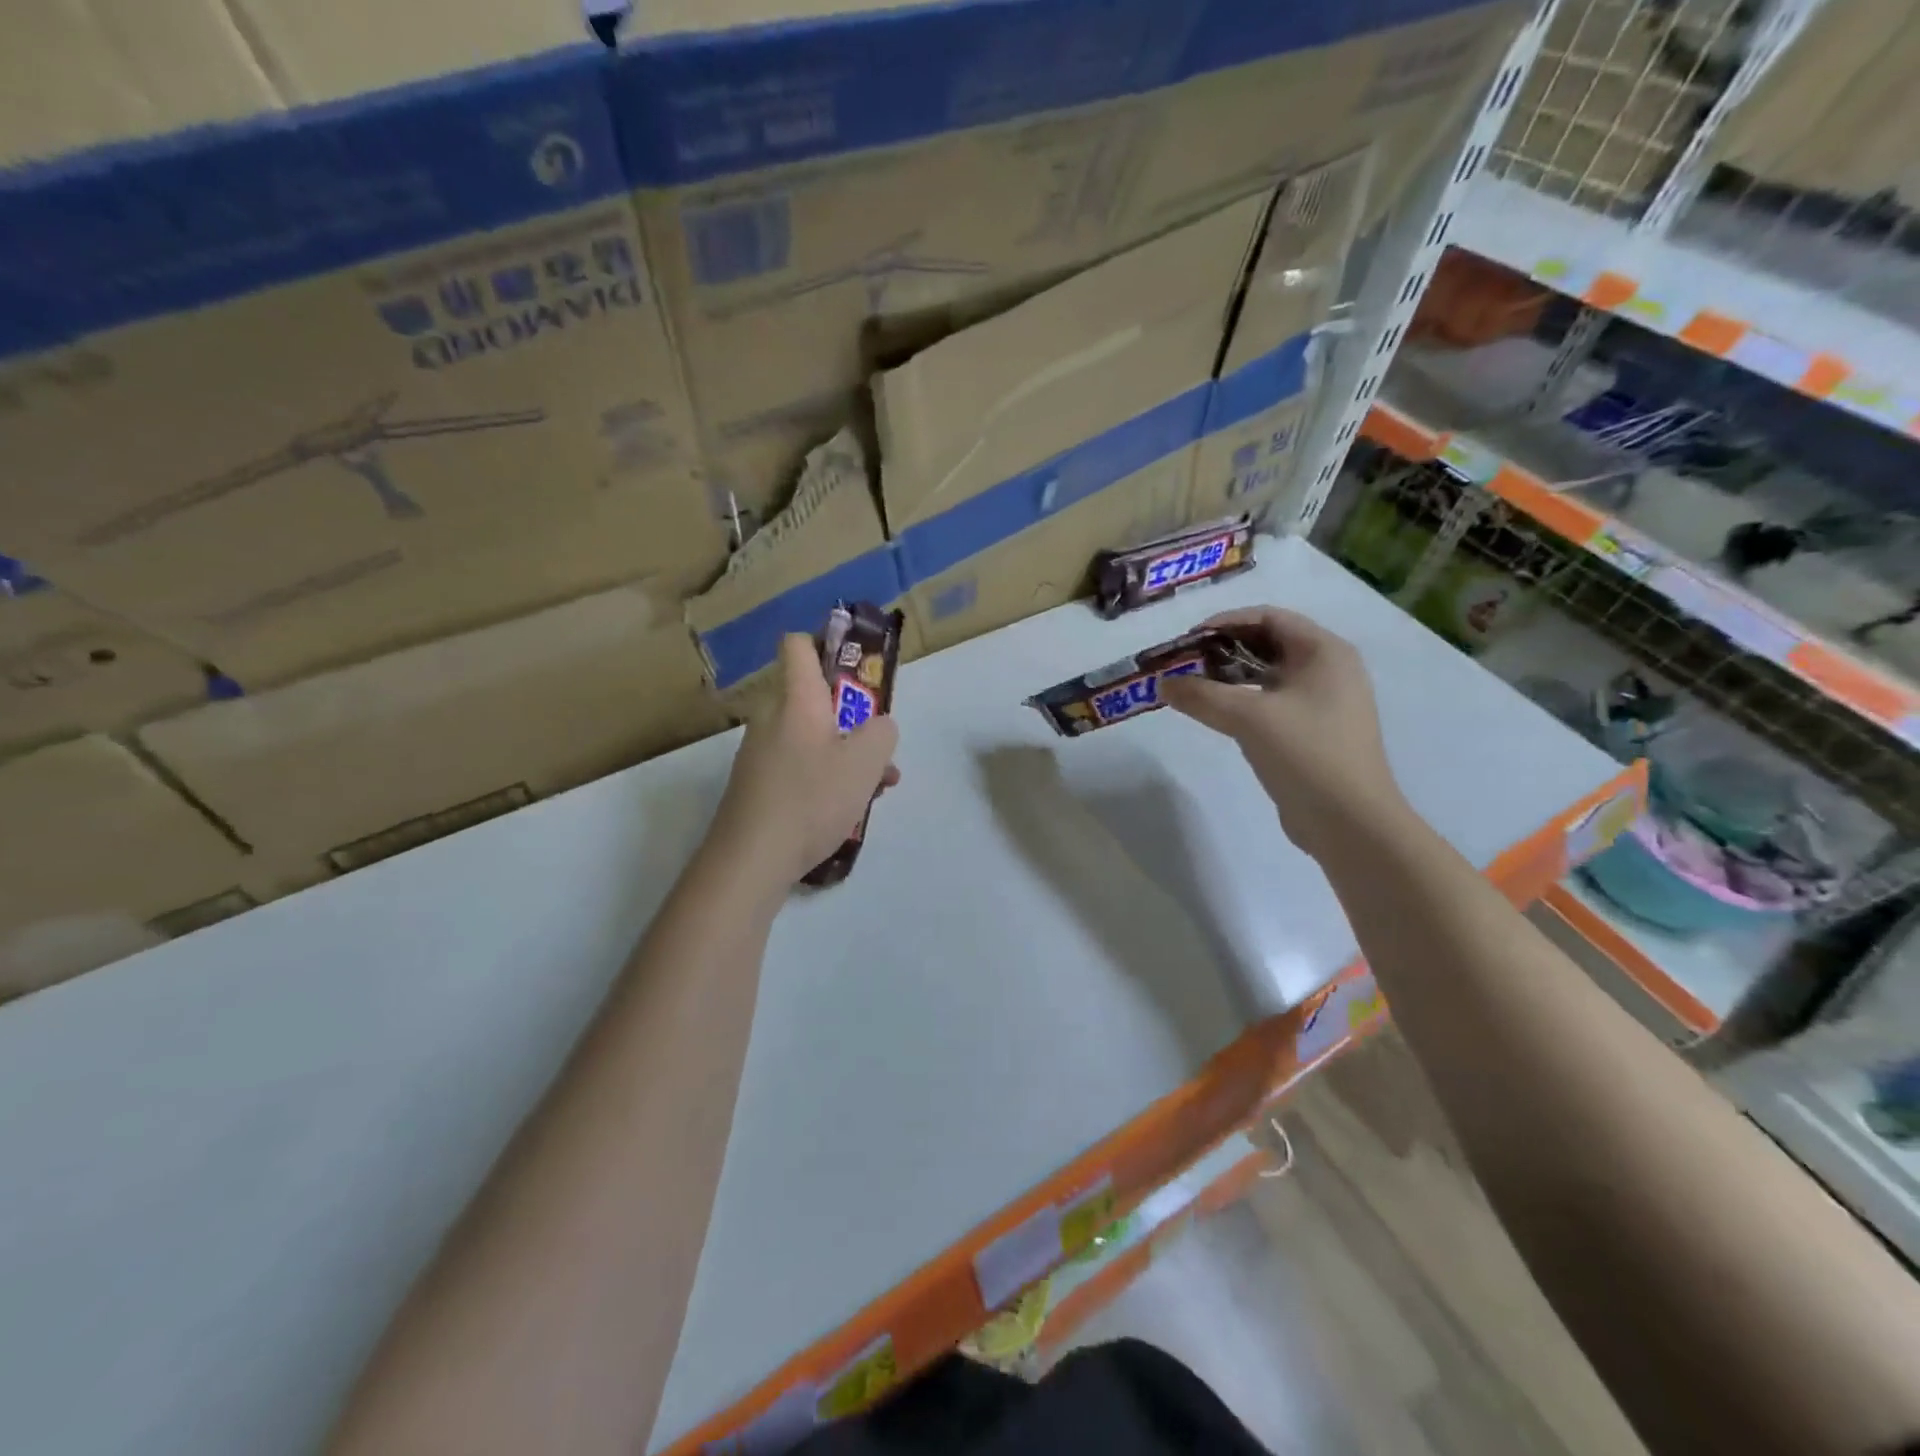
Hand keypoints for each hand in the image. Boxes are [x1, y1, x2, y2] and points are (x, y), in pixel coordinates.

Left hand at [708, 634, 901, 888]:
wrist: (750, 860)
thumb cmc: (811, 798)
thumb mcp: (866, 761)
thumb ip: (882, 732)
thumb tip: (879, 726)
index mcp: (796, 700)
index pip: (799, 646)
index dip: (826, 644)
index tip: (855, 665)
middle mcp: (772, 719)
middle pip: (815, 700)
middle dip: (854, 720)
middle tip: (880, 748)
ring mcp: (760, 754)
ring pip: (812, 739)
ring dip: (846, 755)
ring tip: (878, 787)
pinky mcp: (757, 787)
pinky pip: (799, 767)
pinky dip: (826, 778)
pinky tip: (848, 809)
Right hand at [1161, 608, 1408, 857]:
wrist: (1349, 822)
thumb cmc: (1306, 754)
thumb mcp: (1248, 718)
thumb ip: (1201, 695)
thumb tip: (1163, 683)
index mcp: (1325, 651)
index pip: (1270, 617)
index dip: (1226, 622)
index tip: (1189, 640)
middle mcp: (1330, 669)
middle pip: (1270, 643)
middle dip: (1225, 650)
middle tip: (1186, 664)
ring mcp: (1326, 703)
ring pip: (1270, 676)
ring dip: (1232, 677)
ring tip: (1195, 688)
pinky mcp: (1316, 732)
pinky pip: (1274, 703)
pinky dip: (1245, 701)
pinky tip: (1219, 715)